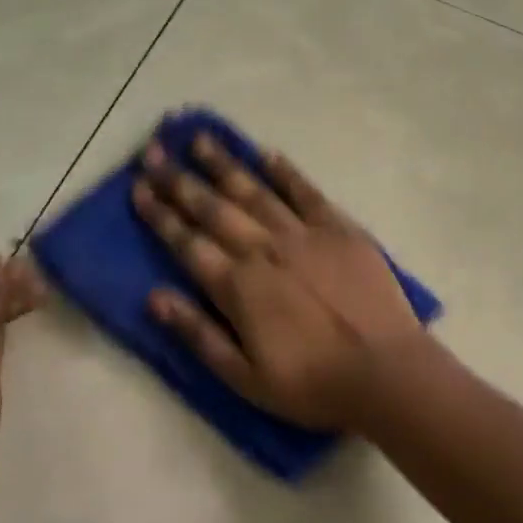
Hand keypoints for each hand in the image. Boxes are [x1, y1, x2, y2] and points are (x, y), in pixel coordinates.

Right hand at [131, 131, 426, 429]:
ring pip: (255, 191)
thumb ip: (198, 334)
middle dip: (179, 180)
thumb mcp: (243, 377)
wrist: (384, 370)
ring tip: (199, 138)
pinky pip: (307, 193)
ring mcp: (305, 234)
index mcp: (238, 286)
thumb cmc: (311, 383)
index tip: (138, 187)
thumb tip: (154, 297)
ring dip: (224, 164)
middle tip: (154, 151)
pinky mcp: (341, 229)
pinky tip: (266, 153)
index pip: (187, 242)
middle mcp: (264, 250)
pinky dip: (285, 172)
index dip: (160, 214)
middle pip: (214, 208)